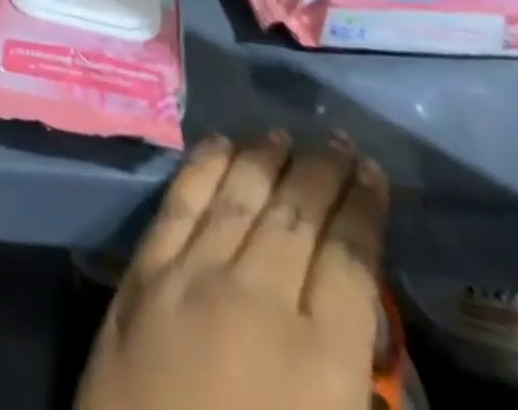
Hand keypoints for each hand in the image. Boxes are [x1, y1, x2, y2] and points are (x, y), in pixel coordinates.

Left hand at [77, 135, 389, 409]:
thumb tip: (355, 313)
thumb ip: (352, 382)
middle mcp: (258, 300)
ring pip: (239, 197)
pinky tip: (218, 145)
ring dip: (265, 159)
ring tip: (284, 134)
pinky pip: (180, 203)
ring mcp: (193, 276)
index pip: (348, 261)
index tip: (372, 175)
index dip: (362, 211)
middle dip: (321, 173)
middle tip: (336, 141)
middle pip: (296, 215)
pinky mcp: (144, 272)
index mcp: (321, 365)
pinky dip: (203, 168)